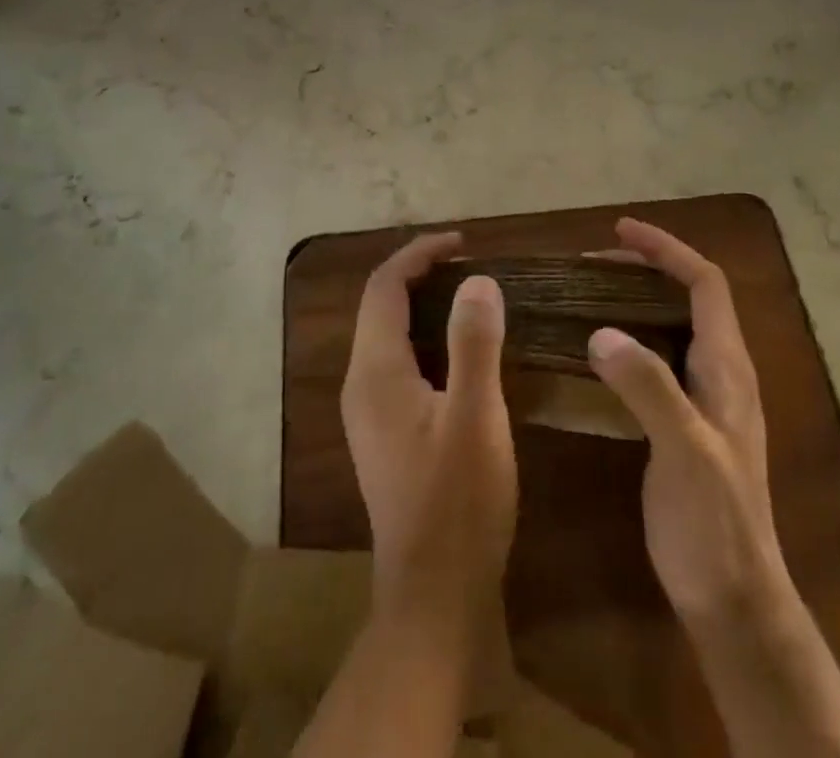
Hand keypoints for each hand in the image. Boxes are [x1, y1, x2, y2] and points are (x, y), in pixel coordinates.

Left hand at [341, 231, 515, 629]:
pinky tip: (461, 350)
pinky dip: (426, 337)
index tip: (463, 242)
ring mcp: (369, 412)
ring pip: (389, 335)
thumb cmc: (458, 503)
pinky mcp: (385, 433)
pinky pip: (399, 362)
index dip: (419, 254)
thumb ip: (474, 342)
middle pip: (380, 306)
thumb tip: (477, 280)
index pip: (384, 287)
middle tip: (471, 263)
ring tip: (471, 295)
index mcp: (374, 371)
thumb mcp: (476, 416)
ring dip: (423, 305)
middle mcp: (361, 384)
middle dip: (420, 274)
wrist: (435, 597)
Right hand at [587, 220, 839, 757]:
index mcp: (727, 367)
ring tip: (589, 294)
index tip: (619, 231)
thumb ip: (649, 388)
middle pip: (688, 297)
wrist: (734, 600)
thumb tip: (601, 332)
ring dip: (635, 300)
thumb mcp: (684, 451)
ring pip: (672, 326)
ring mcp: (705, 399)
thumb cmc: (715, 524)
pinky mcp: (686, 423)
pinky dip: (629, 337)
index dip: (666, 249)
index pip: (704, 283)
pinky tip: (597, 352)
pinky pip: (657, 358)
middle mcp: (720, 372)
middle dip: (645, 268)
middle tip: (591, 263)